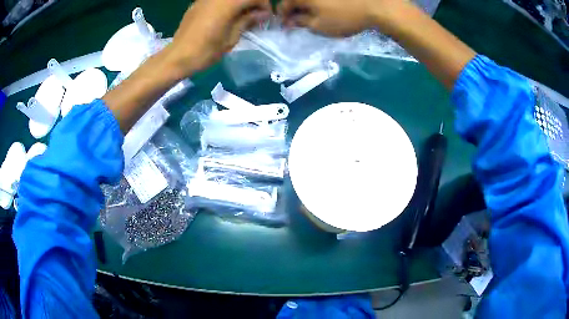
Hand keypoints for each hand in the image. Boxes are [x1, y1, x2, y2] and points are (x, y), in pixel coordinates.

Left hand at [167, 0, 270, 74]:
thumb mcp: (231, 38)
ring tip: (241, 17)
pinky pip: (218, 0)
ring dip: (239, 4)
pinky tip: (226, 16)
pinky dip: (227, 4)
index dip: (264, 5)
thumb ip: (247, 21)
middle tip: (255, 16)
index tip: (265, 18)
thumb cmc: (206, 51)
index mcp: (227, 4)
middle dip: (252, 3)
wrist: (177, 57)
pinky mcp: (197, 3)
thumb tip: (263, 13)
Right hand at [277, 0, 401, 36]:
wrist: (377, 7)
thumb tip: (290, 21)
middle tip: (298, 21)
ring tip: (311, 15)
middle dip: (293, 10)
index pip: (284, 5)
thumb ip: (301, 23)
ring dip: (306, 6)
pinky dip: (317, 2)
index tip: (286, 26)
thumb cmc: (345, 17)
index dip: (283, 17)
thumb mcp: (319, 26)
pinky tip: (324, 8)